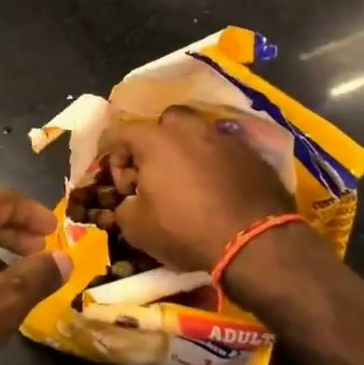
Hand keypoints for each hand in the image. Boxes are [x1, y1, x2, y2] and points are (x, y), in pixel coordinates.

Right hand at [101, 107, 300, 272]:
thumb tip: (129, 202)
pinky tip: (217, 190)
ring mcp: (224, 139)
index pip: (118, 133)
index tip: (113, 178)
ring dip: (187, 152)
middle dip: (154, 142)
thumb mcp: (137, 228)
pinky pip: (224, 152)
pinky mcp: (252, 155)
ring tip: (188, 180)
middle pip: (164, 122)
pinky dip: (215, 165)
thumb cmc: (186, 229)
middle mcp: (189, 129)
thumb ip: (124, 207)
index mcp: (155, 140)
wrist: (255, 242)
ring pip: (198, 134)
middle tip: (153, 171)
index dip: (108, 154)